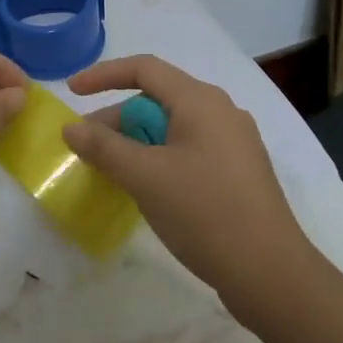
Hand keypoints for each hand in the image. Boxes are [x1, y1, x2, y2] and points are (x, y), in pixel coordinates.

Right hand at [63, 55, 309, 306]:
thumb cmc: (205, 213)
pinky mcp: (237, 172)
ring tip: (110, 171)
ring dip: (136, 142)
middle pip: (157, 99)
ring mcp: (233, 143)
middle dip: (117, 119)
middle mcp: (221, 112)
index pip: (144, 68)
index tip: (72, 92)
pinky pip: (188, 150)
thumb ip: (104, 148)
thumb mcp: (145, 177)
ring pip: (172, 128)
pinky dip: (159, 159)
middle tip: (86, 148)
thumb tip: (71, 128)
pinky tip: (145, 188)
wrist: (271, 274)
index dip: (104, 75)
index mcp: (201, 101)